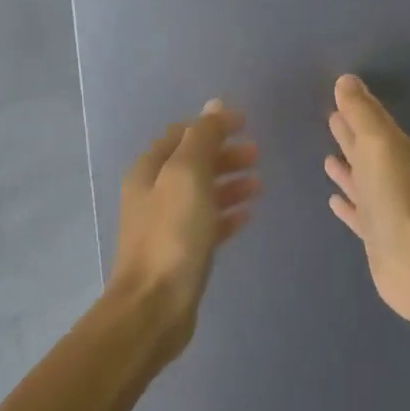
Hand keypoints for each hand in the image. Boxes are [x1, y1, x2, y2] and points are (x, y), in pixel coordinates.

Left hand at [109, 100, 259, 358]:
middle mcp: (153, 193)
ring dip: (229, 183)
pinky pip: (207, 224)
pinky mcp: (181, 252)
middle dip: (224, 154)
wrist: (155, 305)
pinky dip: (226, 214)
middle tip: (258, 154)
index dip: (212, 126)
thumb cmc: (172, 235)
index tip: (246, 123)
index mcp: (149, 170)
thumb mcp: (188, 176)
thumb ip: (202, 138)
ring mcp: (166, 224)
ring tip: (259, 184)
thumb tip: (215, 106)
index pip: (181, 135)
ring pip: (202, 194)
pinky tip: (247, 215)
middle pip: (193, 163)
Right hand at [325, 74, 409, 325]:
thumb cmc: (393, 196)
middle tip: (331, 118)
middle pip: (367, 149)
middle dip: (350, 135)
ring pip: (362, 180)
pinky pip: (358, 211)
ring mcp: (384, 206)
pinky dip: (346, 203)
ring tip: (327, 158)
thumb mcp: (376, 144)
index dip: (358, 107)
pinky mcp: (375, 233)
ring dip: (347, 169)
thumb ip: (361, 113)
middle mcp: (392, 175)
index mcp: (395, 150)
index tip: (340, 93)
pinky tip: (333, 200)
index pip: (374, 121)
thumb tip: (347, 81)